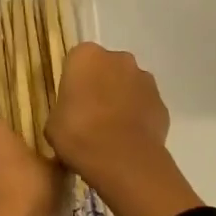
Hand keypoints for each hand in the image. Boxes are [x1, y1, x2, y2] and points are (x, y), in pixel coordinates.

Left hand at [0, 120, 67, 215]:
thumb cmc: (33, 193)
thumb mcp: (60, 173)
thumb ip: (59, 159)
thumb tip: (63, 157)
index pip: (10, 124)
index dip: (28, 137)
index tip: (44, 149)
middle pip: (0, 150)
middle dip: (17, 160)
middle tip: (42, 173)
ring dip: (9, 184)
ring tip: (36, 199)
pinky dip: (4, 205)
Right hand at [47, 43, 202, 215]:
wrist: (122, 160)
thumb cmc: (78, 133)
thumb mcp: (53, 123)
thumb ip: (63, 110)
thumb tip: (69, 117)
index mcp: (86, 55)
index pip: (77, 61)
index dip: (74, 82)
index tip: (71, 103)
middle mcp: (118, 58)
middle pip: (106, 68)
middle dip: (101, 86)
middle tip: (90, 116)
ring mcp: (144, 79)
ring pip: (129, 85)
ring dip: (122, 100)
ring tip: (111, 132)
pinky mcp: (161, 103)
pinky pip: (145, 106)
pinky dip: (138, 118)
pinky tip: (129, 140)